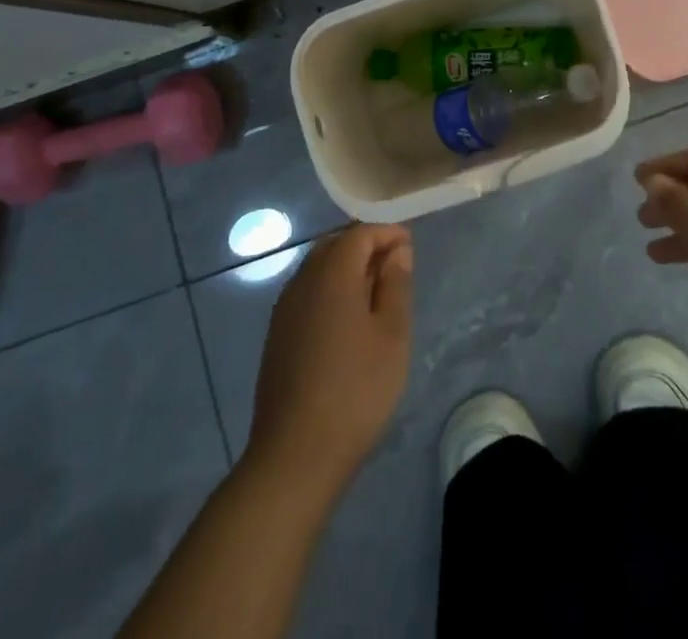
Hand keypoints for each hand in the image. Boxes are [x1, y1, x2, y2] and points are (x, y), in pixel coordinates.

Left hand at [246, 224, 413, 492]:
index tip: (410, 246)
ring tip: (375, 293)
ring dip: (346, 268)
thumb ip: (395, 285)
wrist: (295, 455)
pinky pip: (307, 292)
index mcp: (332, 274)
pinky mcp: (277, 335)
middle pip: (335, 245)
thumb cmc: (356, 390)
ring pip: (318, 268)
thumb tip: (397, 250)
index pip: (360, 233)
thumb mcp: (392, 335)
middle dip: (365, 246)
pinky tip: (346, 320)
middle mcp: (303, 280)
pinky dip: (329, 290)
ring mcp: (285, 308)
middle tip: (395, 267)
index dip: (387, 233)